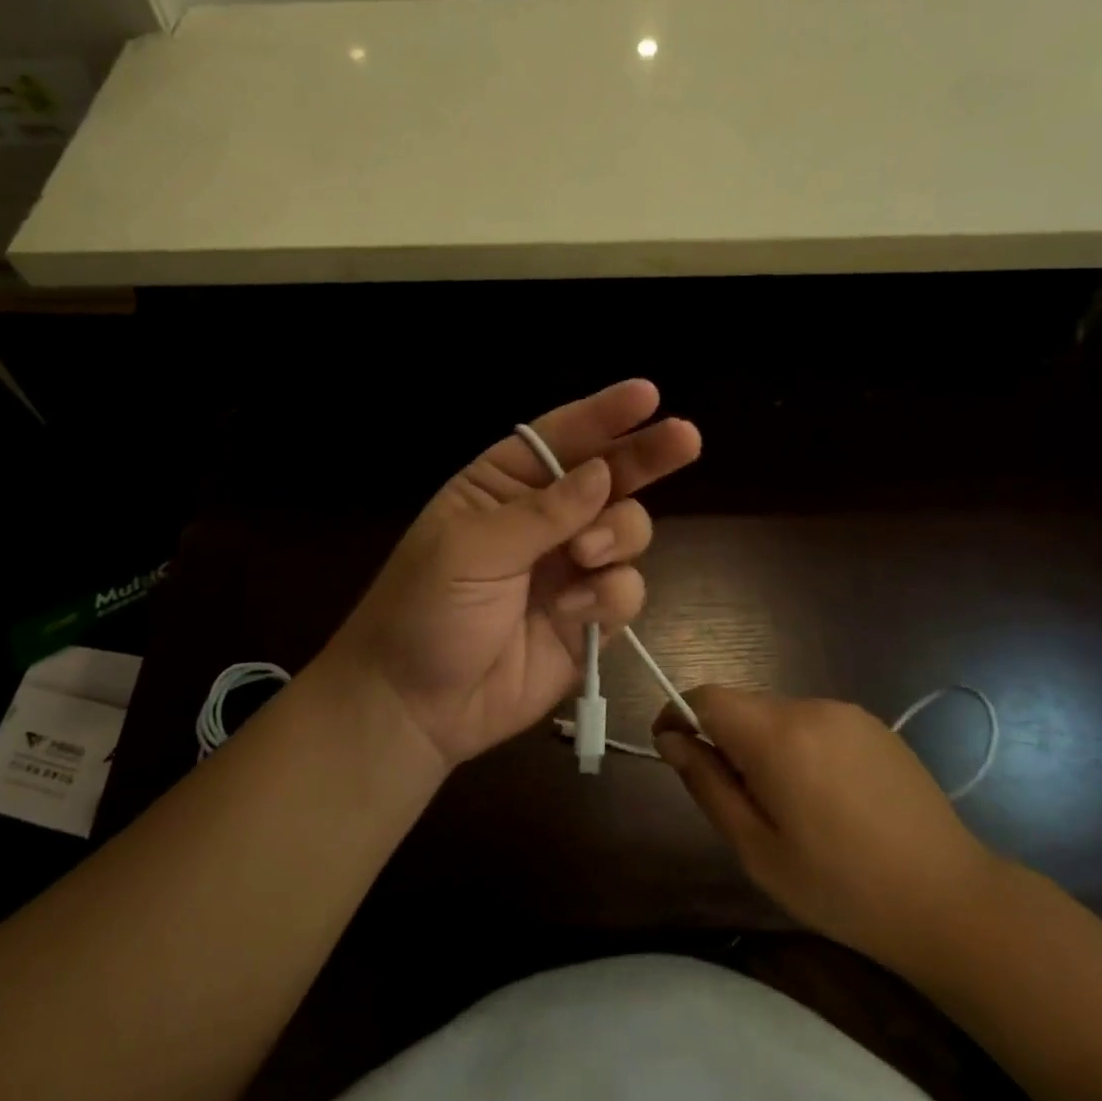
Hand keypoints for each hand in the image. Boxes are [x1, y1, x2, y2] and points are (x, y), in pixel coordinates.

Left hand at [325, 380, 699, 768]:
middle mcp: (543, 519)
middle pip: (608, 476)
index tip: (647, 395)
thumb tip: (602, 474)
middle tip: (685, 438)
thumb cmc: (425, 610)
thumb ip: (541, 513)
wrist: (416, 706)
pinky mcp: (587, 618)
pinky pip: (625, 590)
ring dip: (618, 535)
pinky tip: (574, 613)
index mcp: (502, 487)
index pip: (558, 439)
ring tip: (585, 556)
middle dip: (644, 457)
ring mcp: (569, 568)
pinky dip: (610, 596)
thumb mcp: (470, 550)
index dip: (603, 415)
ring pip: (626, 531)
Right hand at [654, 686, 1006, 976]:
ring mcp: (846, 712)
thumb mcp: (758, 850)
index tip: (670, 749)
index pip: (706, 697)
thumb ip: (708, 785)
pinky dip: (799, 746)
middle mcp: (810, 707)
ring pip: (777, 714)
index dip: (679, 715)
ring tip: (786, 805)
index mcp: (777, 735)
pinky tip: (826, 798)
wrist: (951, 900)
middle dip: (723, 738)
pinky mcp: (873, 725)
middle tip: (734, 798)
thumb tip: (671, 739)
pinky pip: (814, 723)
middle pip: (742, 705)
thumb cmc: (842, 887)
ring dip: (762, 744)